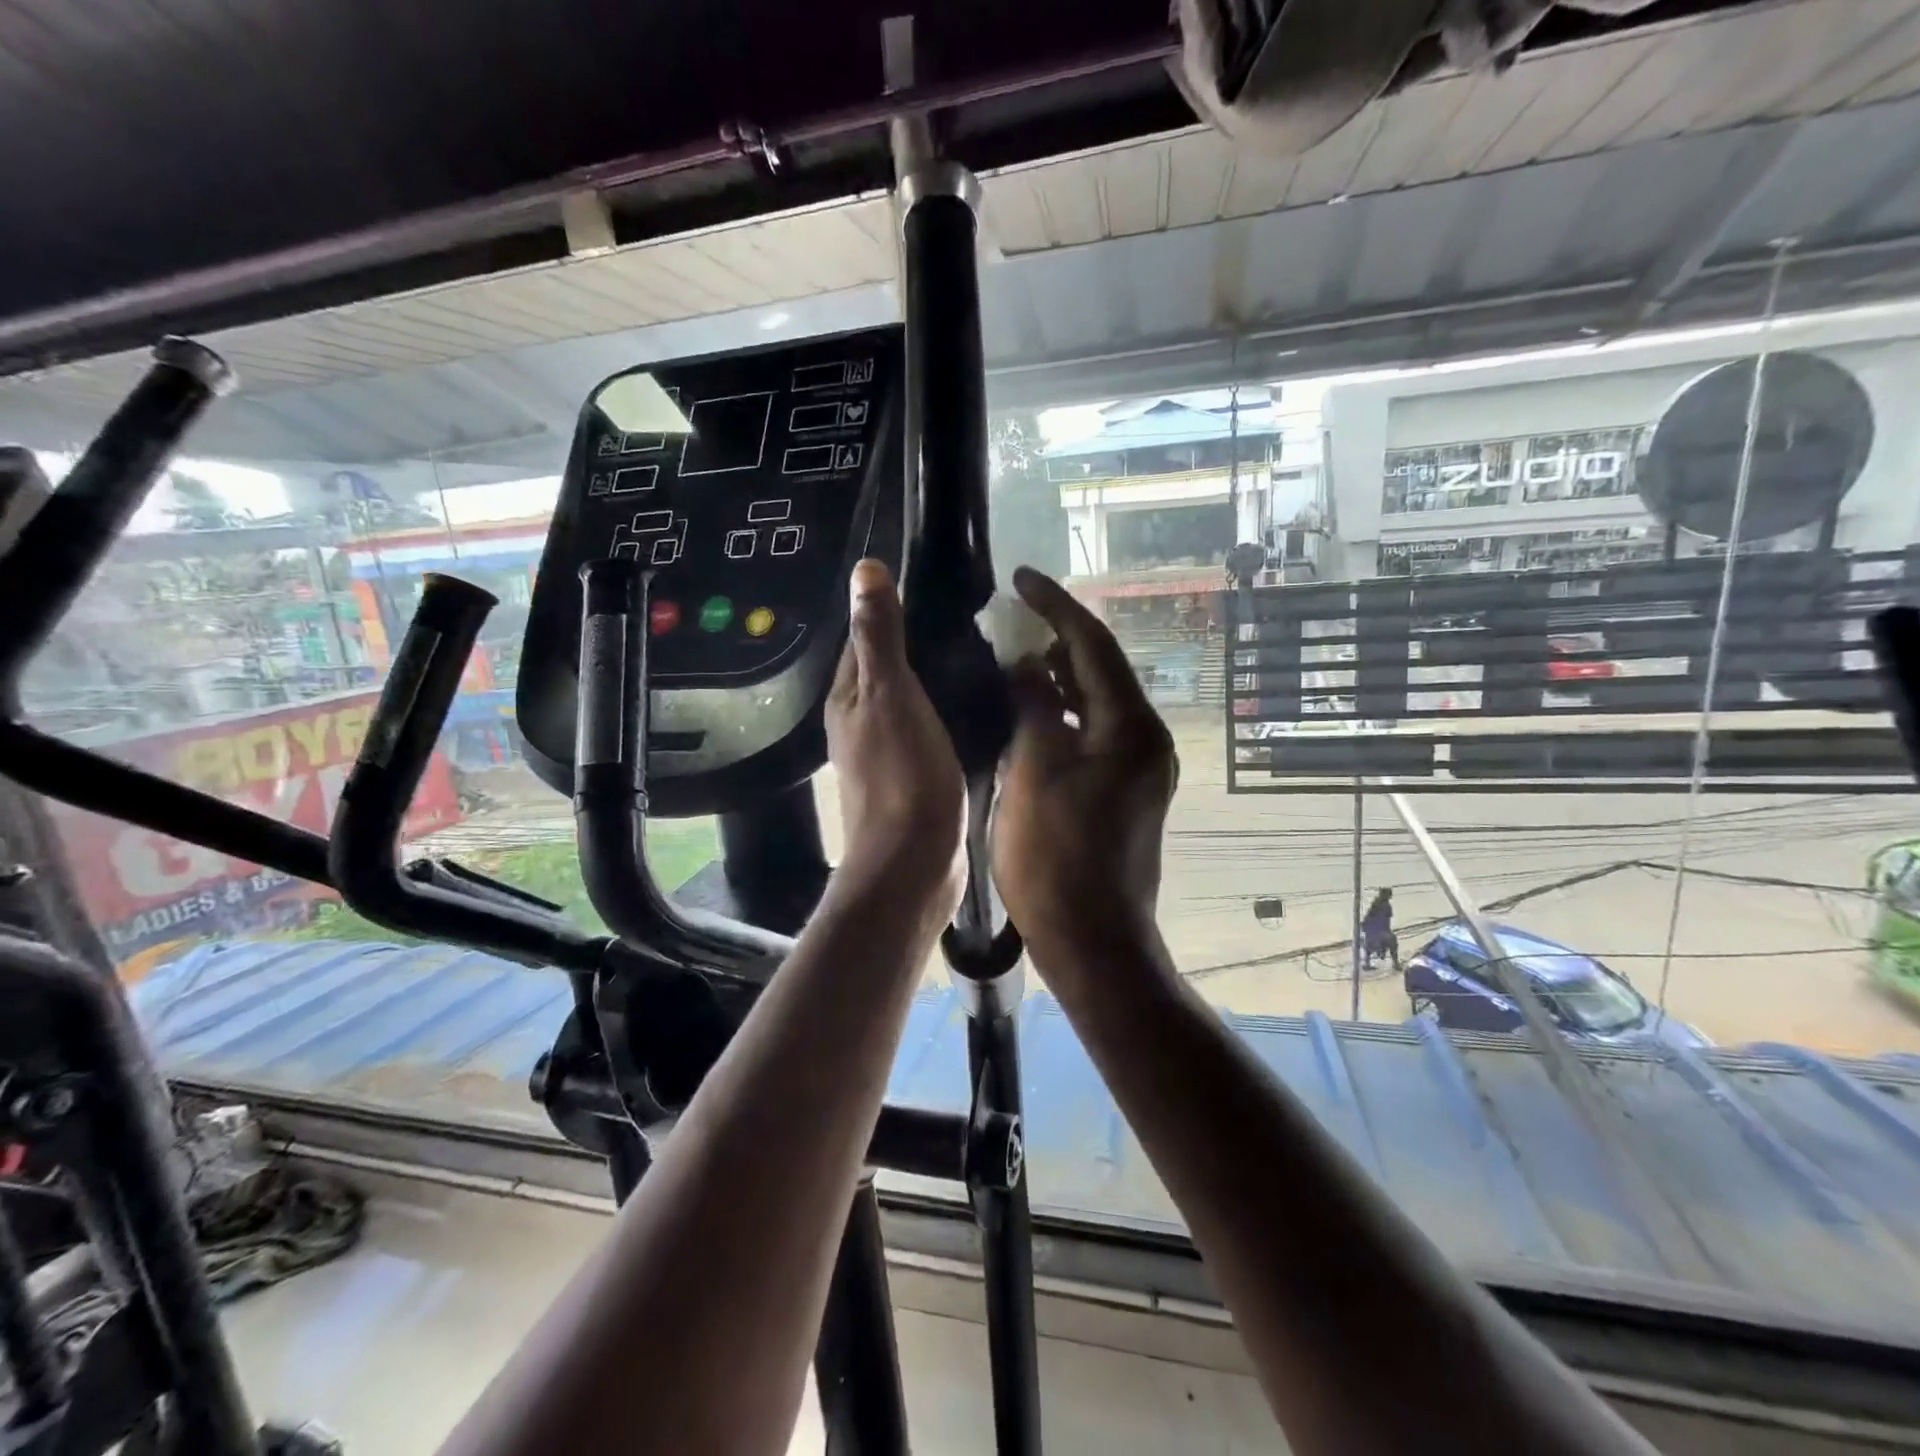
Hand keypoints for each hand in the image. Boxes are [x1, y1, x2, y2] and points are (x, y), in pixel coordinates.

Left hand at [826, 560, 965, 901]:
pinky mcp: (912, 779)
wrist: (914, 862)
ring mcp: (885, 755)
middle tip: (968, 618)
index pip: (861, 640)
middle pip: (884, 671)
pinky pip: (927, 731)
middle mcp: (858, 724)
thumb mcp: (891, 694)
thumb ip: (879, 636)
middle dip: (915, 645)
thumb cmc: (903, 774)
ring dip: (932, 681)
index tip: (930, 587)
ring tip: (978, 654)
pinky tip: (974, 707)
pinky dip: (944, 714)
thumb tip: (864, 569)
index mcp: (847, 699)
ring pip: (907, 702)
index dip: (888, 612)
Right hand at [992, 568, 1177, 966]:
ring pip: (1097, 703)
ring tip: (1015, 655)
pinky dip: (1064, 714)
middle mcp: (1146, 739)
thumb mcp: (1035, 770)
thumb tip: (1026, 662)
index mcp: (1130, 726)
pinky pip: (1094, 734)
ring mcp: (1140, 768)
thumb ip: (1033, 705)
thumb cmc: (1057, 856)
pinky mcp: (1126, 792)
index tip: (1020, 578)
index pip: (1093, 644)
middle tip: (1012, 617)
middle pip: (1100, 670)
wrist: (1093, 940)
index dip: (1055, 606)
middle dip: (1058, 639)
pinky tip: (1032, 711)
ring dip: (1060, 677)